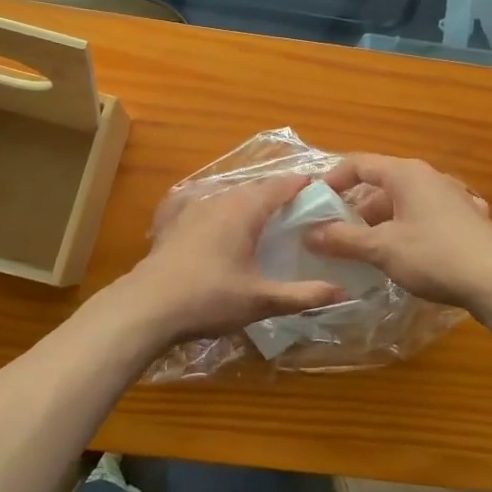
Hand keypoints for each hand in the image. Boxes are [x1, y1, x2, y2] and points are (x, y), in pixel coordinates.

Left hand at [120, 176, 346, 344]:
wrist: (148, 306)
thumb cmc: (210, 298)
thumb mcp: (261, 300)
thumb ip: (303, 294)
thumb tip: (343, 292)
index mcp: (245, 209)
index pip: (280, 186)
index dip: (301, 185)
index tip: (320, 190)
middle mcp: (220, 199)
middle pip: (255, 188)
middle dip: (277, 193)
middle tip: (298, 210)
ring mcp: (192, 207)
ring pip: (228, 195)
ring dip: (248, 200)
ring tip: (263, 217)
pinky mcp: (173, 221)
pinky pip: (203, 203)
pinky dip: (218, 207)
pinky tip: (214, 218)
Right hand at [307, 155, 491, 315]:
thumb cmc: (435, 256)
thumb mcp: (382, 249)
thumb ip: (343, 239)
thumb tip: (309, 233)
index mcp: (406, 174)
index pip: (359, 163)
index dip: (333, 180)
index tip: (314, 202)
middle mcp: (430, 177)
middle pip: (381, 184)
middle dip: (355, 208)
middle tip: (334, 234)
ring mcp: (452, 197)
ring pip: (404, 203)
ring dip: (380, 223)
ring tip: (363, 250)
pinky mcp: (467, 219)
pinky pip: (425, 217)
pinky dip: (407, 230)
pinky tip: (404, 254)